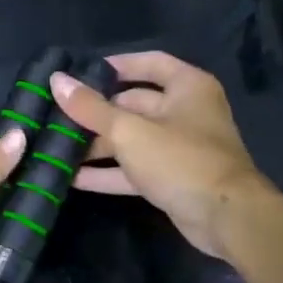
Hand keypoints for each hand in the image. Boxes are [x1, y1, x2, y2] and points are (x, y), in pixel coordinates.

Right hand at [49, 52, 269, 259]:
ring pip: (132, 139)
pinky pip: (135, 169)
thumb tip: (57, 80)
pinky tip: (72, 178)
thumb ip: (91, 108)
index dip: (116, 65)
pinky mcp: (172, 179)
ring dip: (98, 145)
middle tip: (56, 115)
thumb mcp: (130, 131)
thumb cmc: (181, 160)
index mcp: (187, 87)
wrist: (226, 218)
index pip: (149, 63)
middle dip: (96, 113)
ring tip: (56, 147)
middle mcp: (186, 112)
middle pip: (134, 104)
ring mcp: (179, 148)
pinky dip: (108, 173)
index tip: (80, 72)